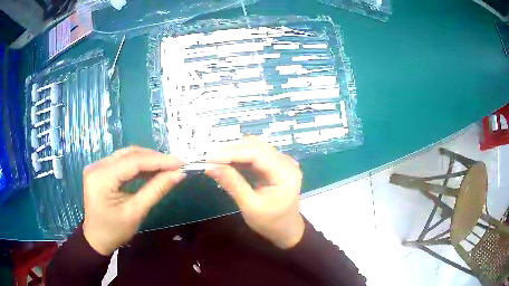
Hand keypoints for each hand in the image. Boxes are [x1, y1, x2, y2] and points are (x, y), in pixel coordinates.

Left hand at [82, 146, 184, 255]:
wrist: (96, 238)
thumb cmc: (115, 231)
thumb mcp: (136, 213)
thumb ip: (155, 191)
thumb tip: (178, 174)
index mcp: (102, 178)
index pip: (133, 162)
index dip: (158, 161)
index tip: (180, 163)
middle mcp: (97, 166)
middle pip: (129, 155)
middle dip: (154, 158)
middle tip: (175, 164)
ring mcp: (97, 166)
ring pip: (126, 155)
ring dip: (147, 159)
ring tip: (166, 166)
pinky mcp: (100, 169)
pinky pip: (121, 162)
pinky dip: (138, 165)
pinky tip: (151, 170)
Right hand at [205, 137, 304, 248]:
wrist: (286, 229)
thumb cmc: (270, 222)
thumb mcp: (250, 206)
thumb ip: (232, 184)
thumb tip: (209, 166)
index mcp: (285, 173)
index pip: (257, 153)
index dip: (232, 152)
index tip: (209, 156)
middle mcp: (286, 162)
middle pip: (256, 146)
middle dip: (231, 149)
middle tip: (208, 157)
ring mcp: (282, 162)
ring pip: (254, 147)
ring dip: (234, 151)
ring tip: (214, 158)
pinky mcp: (275, 164)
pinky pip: (255, 155)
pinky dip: (239, 157)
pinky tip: (225, 162)